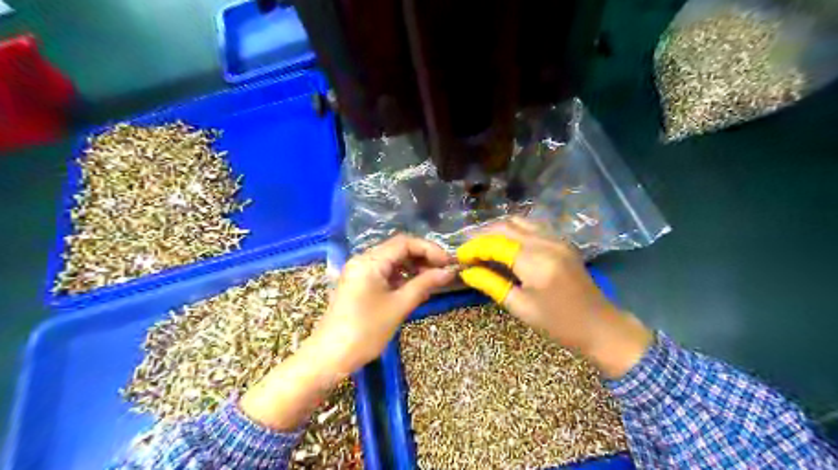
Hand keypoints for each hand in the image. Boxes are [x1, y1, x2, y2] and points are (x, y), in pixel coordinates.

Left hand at [239, 236, 454, 429]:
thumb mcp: (398, 306)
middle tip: (442, 272)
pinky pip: (383, 272)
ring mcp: (358, 271)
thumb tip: (448, 272)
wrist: (329, 357)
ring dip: (412, 266)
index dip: (429, 249)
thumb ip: (424, 284)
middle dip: (422, 257)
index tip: (448, 263)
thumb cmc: (365, 331)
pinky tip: (414, 287)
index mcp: (370, 261)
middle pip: (397, 249)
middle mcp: (362, 260)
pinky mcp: (358, 283)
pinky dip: (400, 276)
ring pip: (391, 260)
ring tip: (431, 280)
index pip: (404, 243)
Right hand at [456, 218, 650, 377]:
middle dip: (483, 236)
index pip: (495, 243)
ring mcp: (557, 239)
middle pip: (506, 226)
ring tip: (483, 246)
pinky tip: (505, 245)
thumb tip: (467, 272)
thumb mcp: (520, 307)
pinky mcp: (562, 242)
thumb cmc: (558, 324)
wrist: (601, 326)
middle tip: (468, 251)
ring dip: (498, 230)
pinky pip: (533, 227)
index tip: (459, 257)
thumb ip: (491, 284)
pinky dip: (514, 231)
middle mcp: (547, 243)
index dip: (473, 247)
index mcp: (535, 262)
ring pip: (519, 222)